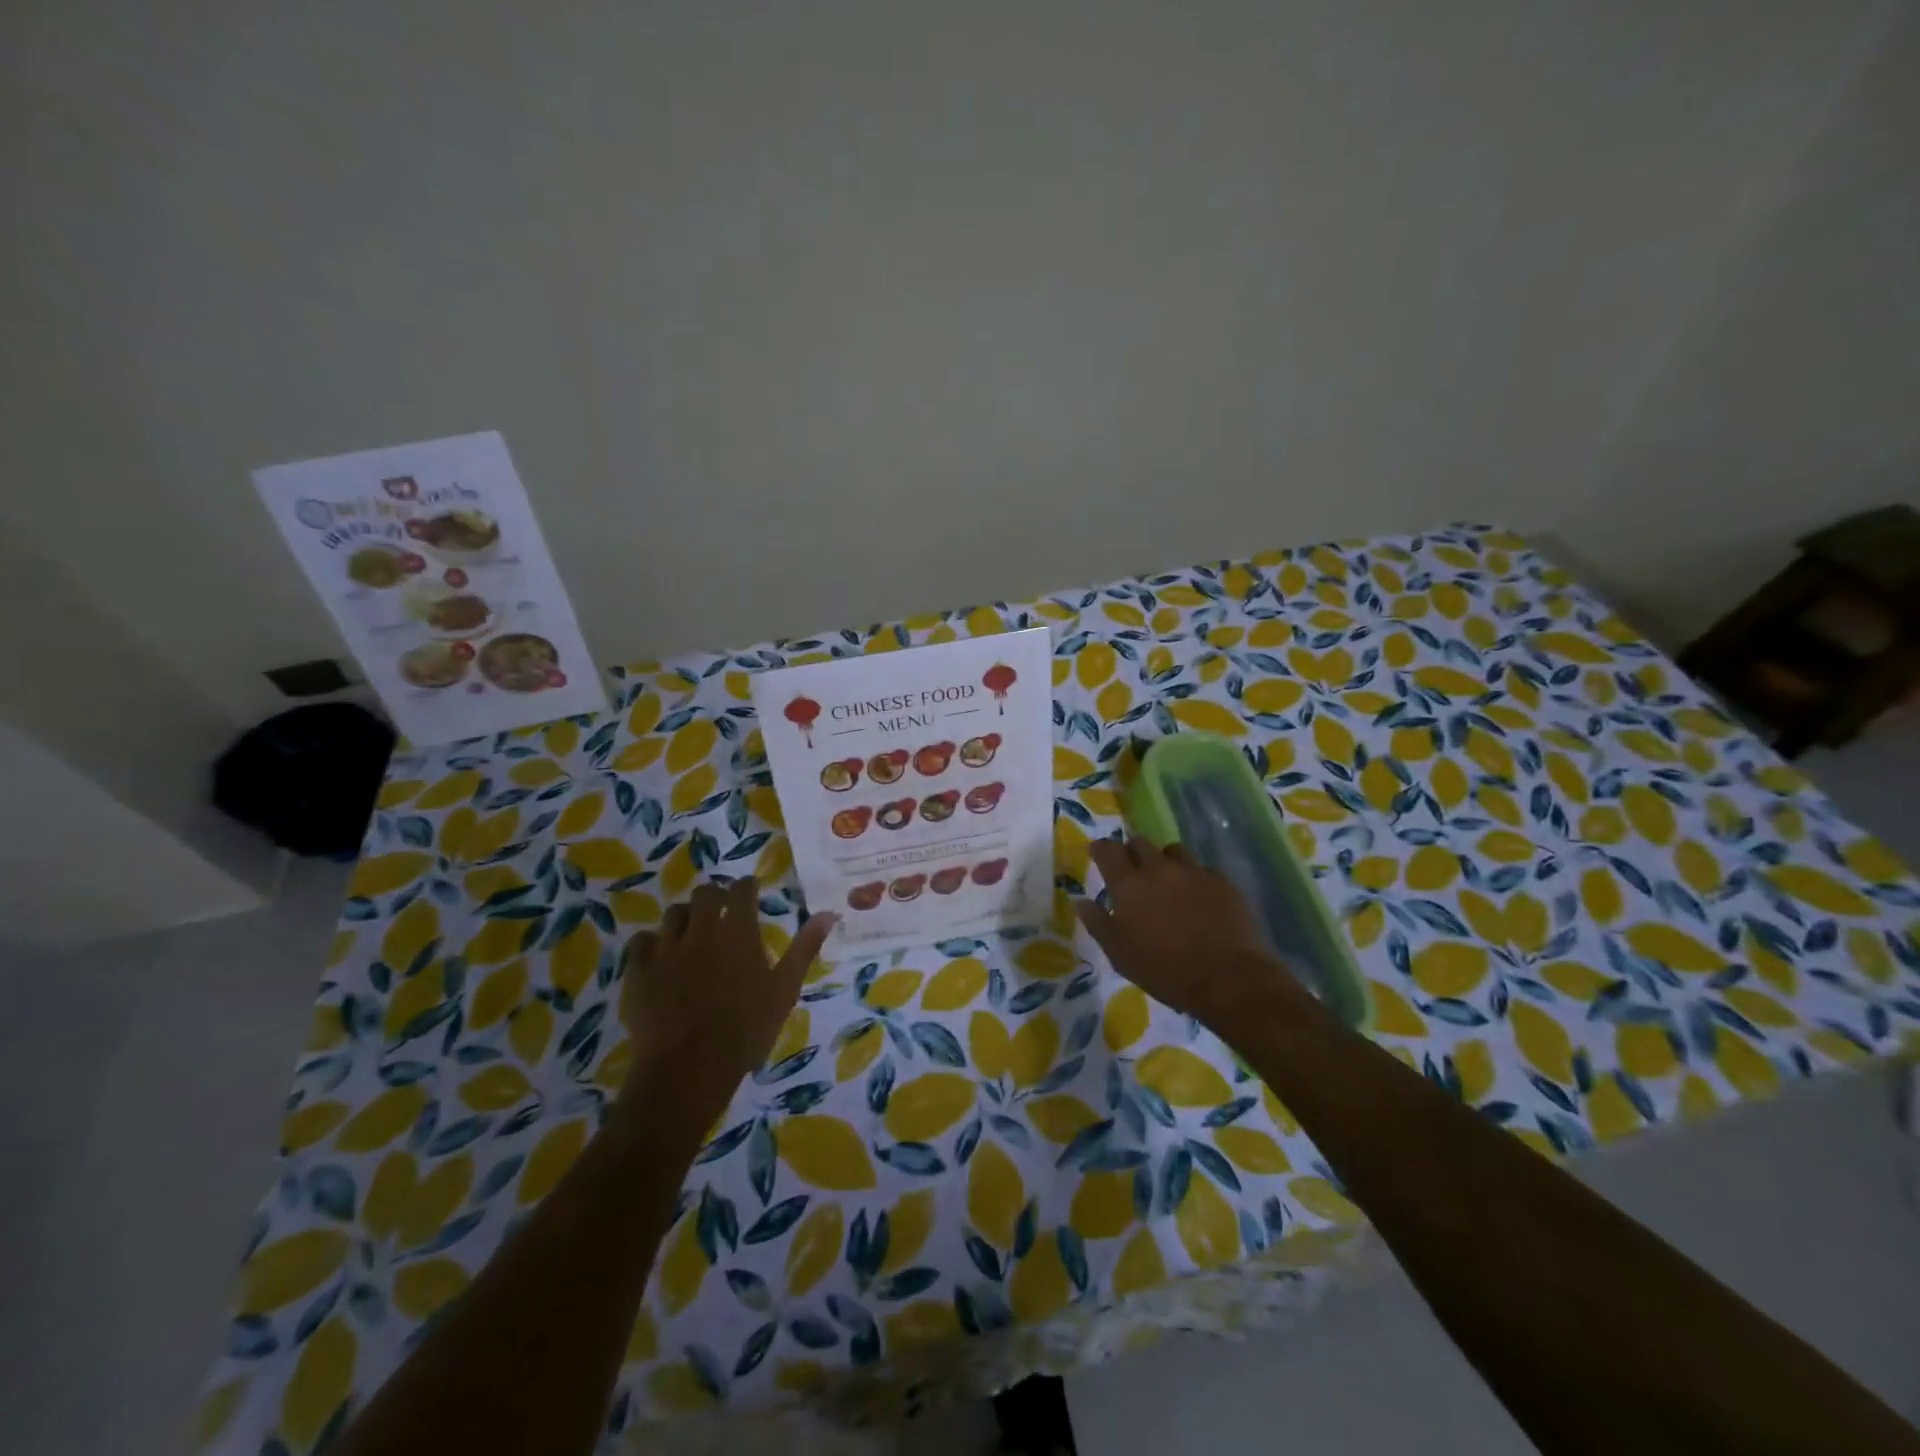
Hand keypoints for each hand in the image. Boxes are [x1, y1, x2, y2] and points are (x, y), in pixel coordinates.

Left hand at [617, 878, 835, 1114]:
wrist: (689, 1069)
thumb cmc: (746, 1030)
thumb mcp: (784, 990)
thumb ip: (804, 948)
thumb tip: (829, 914)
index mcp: (738, 932)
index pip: (741, 890)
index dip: (746, 886)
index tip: (750, 890)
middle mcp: (702, 930)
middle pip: (705, 894)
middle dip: (715, 896)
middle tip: (722, 910)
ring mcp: (666, 949)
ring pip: (673, 914)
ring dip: (685, 917)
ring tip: (692, 932)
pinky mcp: (639, 971)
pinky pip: (641, 942)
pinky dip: (652, 942)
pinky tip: (659, 955)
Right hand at [1076, 836, 1303, 1035]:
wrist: (1227, 978)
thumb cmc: (1165, 970)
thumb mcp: (1120, 955)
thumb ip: (1098, 924)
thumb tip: (1081, 901)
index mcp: (1129, 885)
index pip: (1108, 851)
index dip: (1100, 848)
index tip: (1097, 852)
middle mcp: (1158, 869)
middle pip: (1140, 842)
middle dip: (1132, 851)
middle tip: (1132, 870)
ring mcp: (1193, 872)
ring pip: (1173, 850)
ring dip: (1164, 860)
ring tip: (1167, 879)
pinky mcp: (1221, 881)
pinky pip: (1202, 869)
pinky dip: (1194, 877)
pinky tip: (1198, 897)